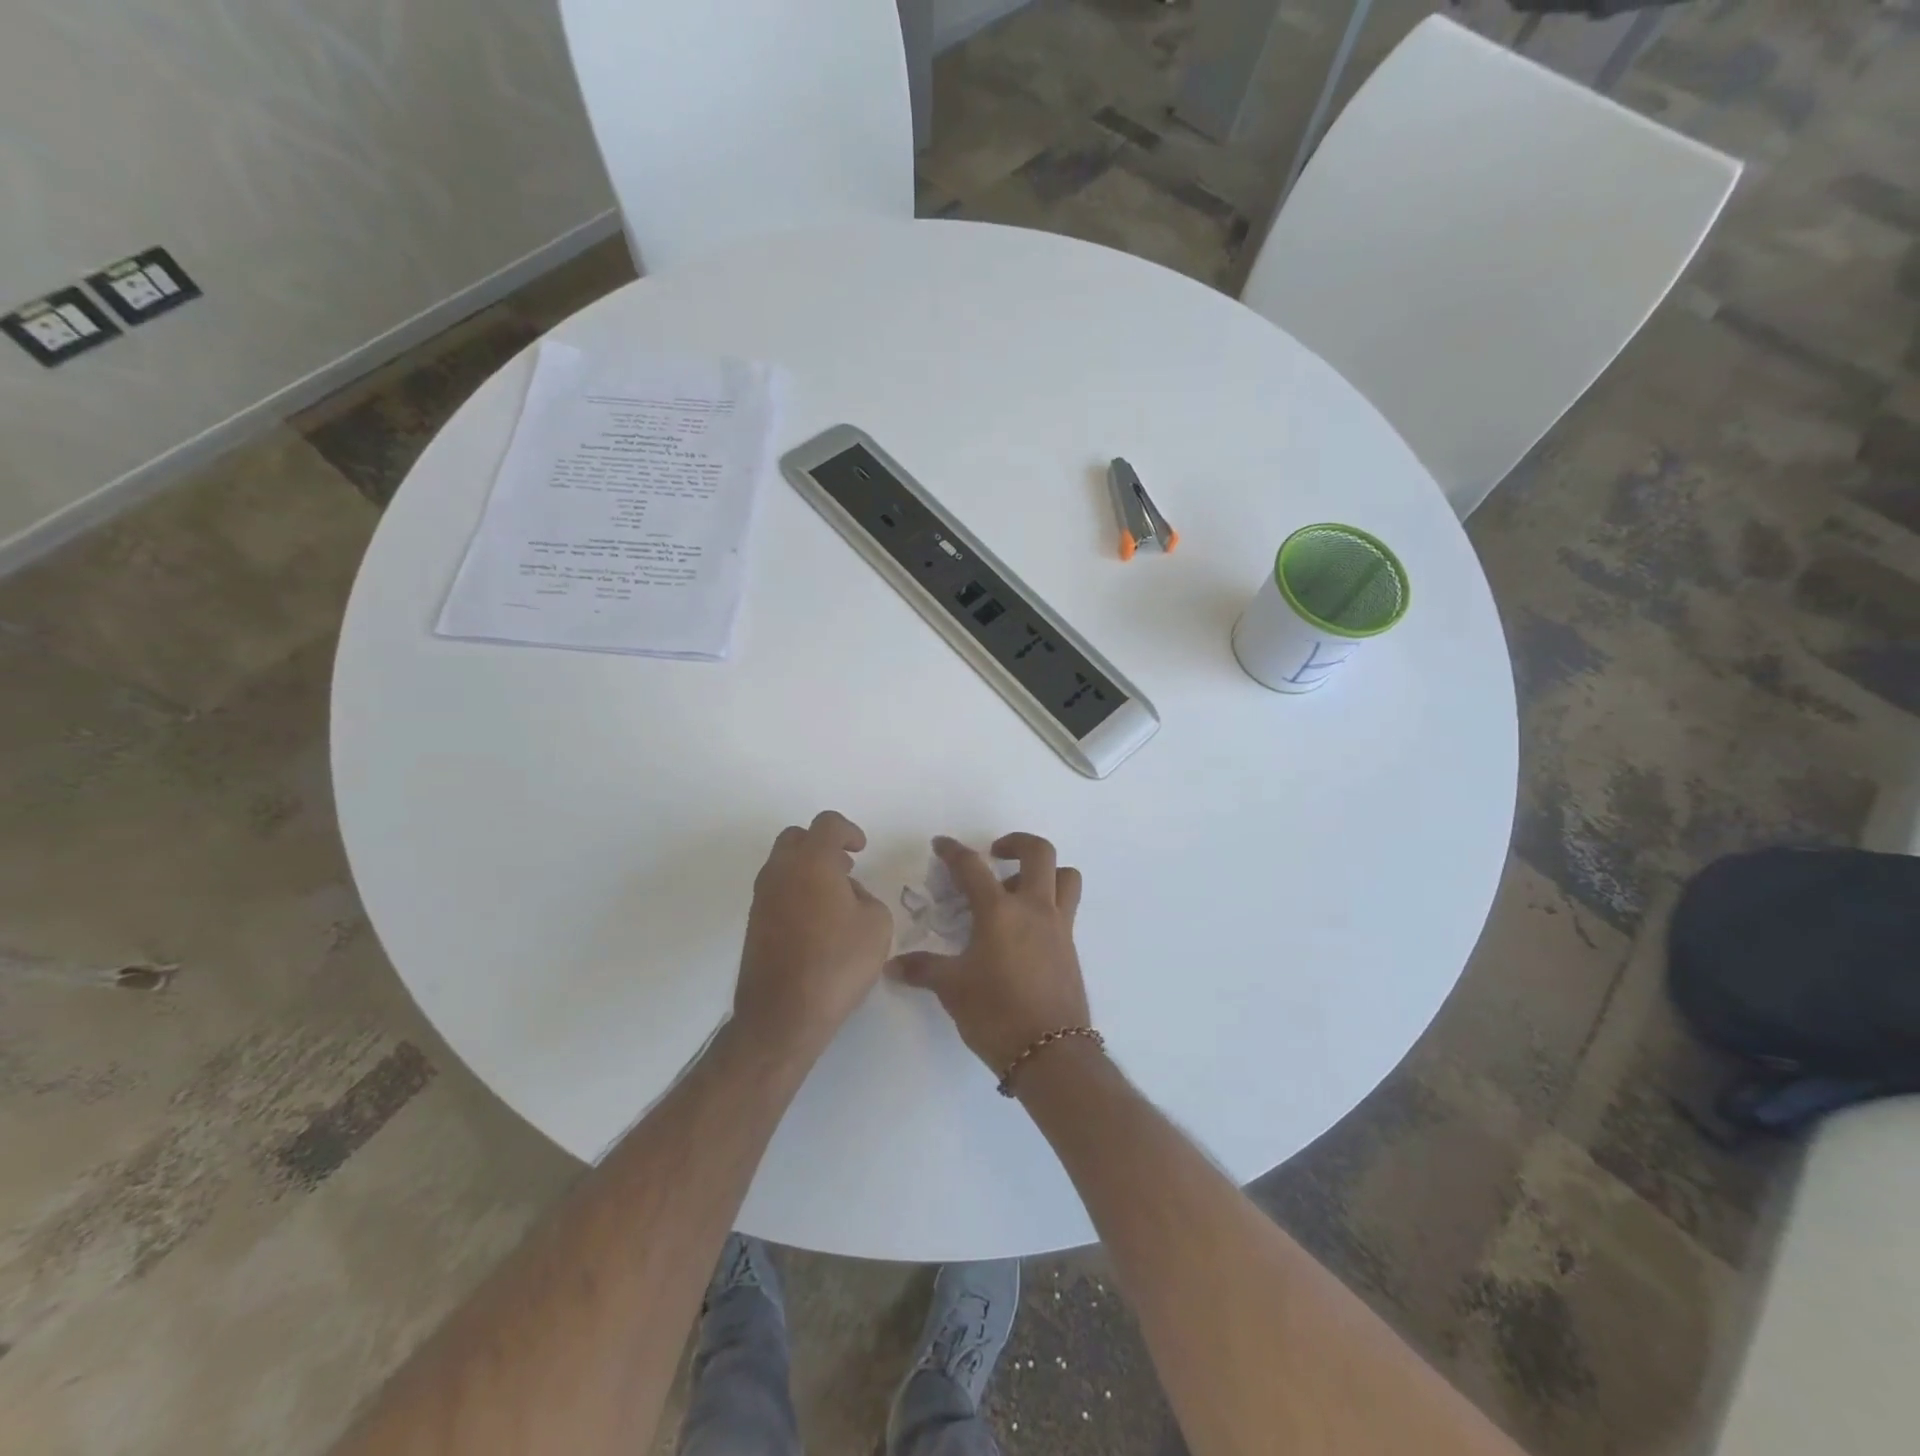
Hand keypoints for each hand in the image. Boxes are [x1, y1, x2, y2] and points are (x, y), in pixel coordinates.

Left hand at [734, 811, 892, 1062]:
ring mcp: (762, 897)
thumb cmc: (837, 963)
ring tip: (834, 896)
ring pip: (782, 864)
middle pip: (796, 837)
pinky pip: (776, 890)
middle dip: (821, 844)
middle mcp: (780, 870)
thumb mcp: (876, 924)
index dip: (848, 831)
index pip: (827, 824)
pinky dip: (795, 891)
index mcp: (812, 861)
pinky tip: (816, 921)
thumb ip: (865, 896)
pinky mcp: (754, 923)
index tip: (861, 849)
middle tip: (844, 867)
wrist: (783, 1014)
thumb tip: (846, 894)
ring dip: (807, 868)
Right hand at [891, 833, 1089, 1075]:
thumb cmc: (996, 1014)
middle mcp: (1034, 909)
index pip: (972, 867)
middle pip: (1039, 853)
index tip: (941, 844)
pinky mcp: (1071, 947)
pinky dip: (1050, 903)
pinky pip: (1067, 908)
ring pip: (1065, 877)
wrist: (1051, 1053)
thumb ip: (923, 970)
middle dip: (1016, 843)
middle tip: (995, 854)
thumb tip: (893, 965)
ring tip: (1018, 889)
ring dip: (1045, 872)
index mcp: (1000, 911)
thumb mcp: (952, 989)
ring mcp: (1059, 926)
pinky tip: (1026, 930)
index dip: (953, 851)